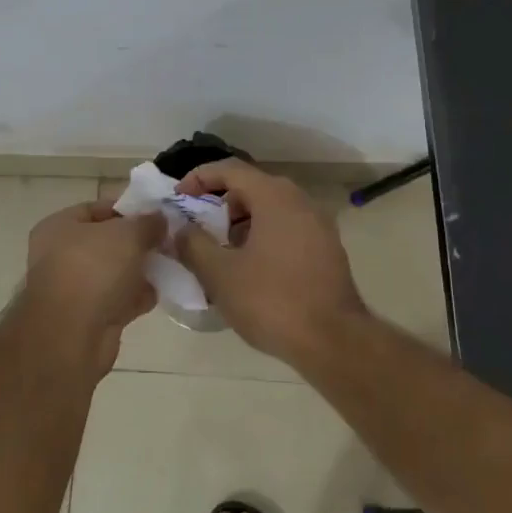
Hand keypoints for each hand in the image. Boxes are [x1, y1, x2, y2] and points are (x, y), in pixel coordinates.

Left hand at [17, 202, 164, 371]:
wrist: (72, 336)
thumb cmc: (93, 269)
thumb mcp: (126, 234)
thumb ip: (147, 223)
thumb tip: (160, 219)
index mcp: (59, 227)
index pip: (96, 208)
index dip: (128, 208)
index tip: (158, 213)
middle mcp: (61, 255)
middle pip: (108, 241)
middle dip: (138, 241)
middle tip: (169, 240)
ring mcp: (75, 288)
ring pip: (115, 272)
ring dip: (141, 270)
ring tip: (172, 263)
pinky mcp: (90, 317)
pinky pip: (119, 299)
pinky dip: (138, 297)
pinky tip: (163, 292)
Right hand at [172, 160, 368, 362]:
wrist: (334, 343)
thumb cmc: (271, 301)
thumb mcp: (219, 274)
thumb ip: (193, 244)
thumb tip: (180, 229)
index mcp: (274, 196)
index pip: (229, 169)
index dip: (198, 178)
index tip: (178, 198)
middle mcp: (300, 201)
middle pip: (250, 188)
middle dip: (218, 204)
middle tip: (196, 228)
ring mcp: (318, 225)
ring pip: (269, 210)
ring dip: (240, 223)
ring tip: (219, 253)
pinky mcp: (327, 250)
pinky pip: (286, 229)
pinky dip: (262, 237)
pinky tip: (248, 270)